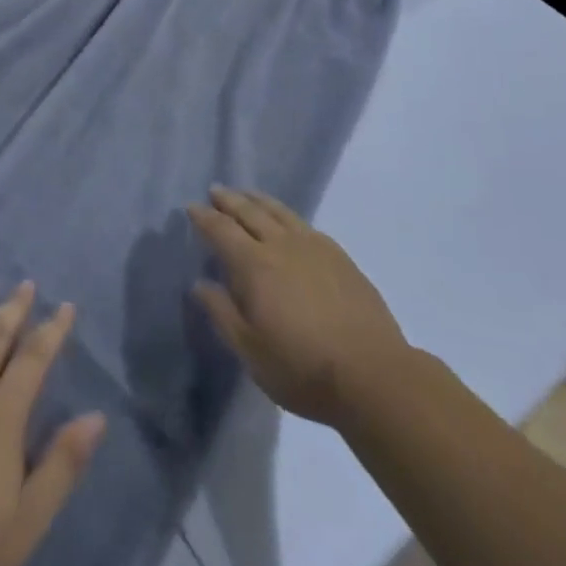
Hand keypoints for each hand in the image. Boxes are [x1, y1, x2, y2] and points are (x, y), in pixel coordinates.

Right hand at [189, 187, 409, 427]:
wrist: (373, 374)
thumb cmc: (302, 368)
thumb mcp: (250, 350)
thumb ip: (222, 312)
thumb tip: (200, 283)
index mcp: (254, 265)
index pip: (221, 230)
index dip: (204, 217)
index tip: (191, 207)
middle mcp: (282, 245)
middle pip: (250, 212)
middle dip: (229, 200)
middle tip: (216, 191)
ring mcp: (314, 247)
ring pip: (279, 212)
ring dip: (258, 200)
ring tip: (246, 194)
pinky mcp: (340, 257)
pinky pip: (304, 224)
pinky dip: (286, 215)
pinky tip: (287, 221)